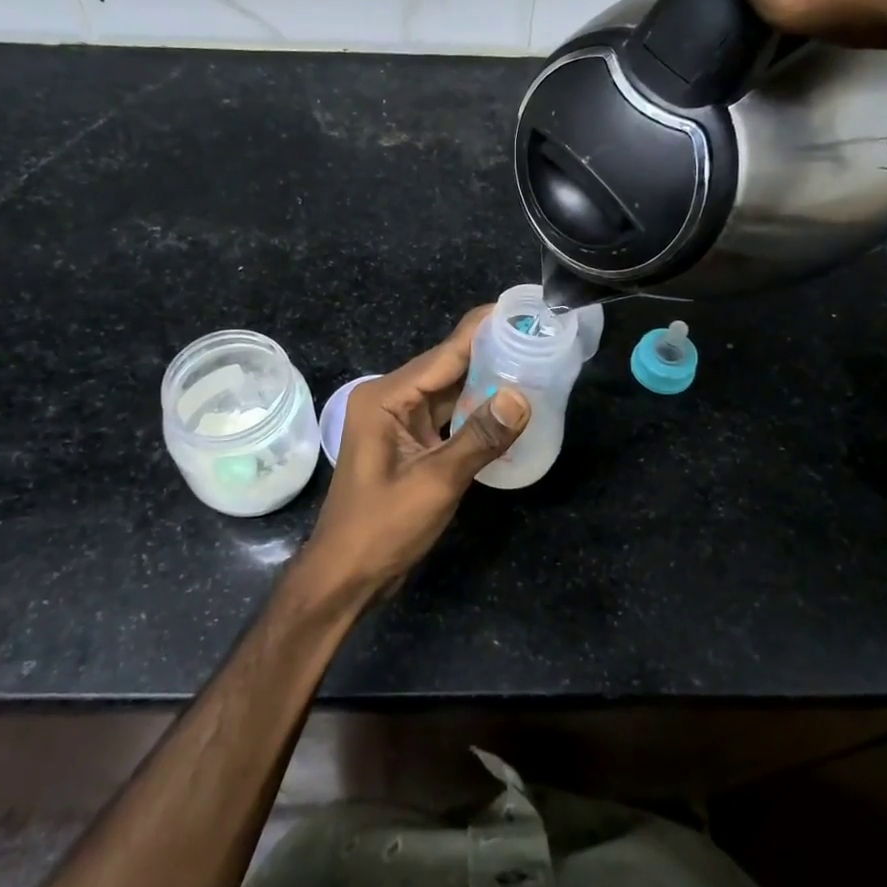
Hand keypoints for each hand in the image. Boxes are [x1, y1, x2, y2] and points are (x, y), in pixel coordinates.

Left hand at [298, 307, 529, 599]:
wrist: (347, 576)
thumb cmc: (382, 527)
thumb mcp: (436, 482)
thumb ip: (479, 437)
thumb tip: (522, 397)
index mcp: (386, 397)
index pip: (444, 354)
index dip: (483, 330)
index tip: (520, 309)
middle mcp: (392, 400)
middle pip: (448, 367)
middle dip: (492, 353)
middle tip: (539, 338)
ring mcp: (401, 422)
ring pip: (452, 392)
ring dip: (488, 382)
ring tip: (534, 363)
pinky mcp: (412, 444)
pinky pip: (450, 417)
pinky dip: (477, 412)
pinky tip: (510, 406)